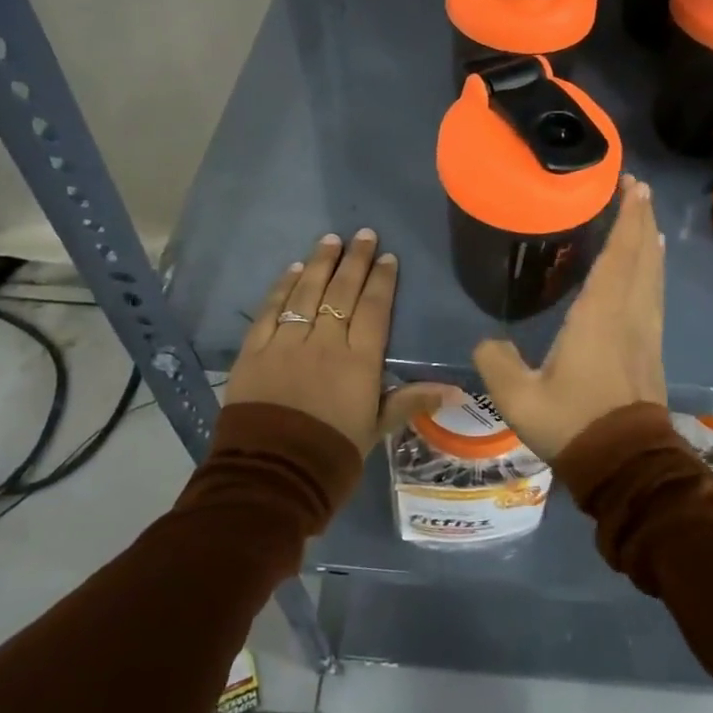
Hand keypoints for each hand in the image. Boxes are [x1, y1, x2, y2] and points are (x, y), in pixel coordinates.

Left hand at [227, 229, 461, 456]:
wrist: (271, 478)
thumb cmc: (332, 455)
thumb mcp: (376, 429)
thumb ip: (411, 401)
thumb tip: (457, 390)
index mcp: (359, 362)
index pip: (373, 309)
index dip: (381, 281)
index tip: (387, 257)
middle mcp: (325, 343)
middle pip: (341, 292)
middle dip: (354, 260)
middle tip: (362, 234)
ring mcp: (287, 344)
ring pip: (306, 293)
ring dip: (319, 264)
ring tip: (329, 239)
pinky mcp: (255, 352)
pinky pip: (270, 311)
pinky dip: (282, 288)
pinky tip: (293, 270)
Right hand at [473, 178, 666, 461]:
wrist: (626, 465)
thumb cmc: (574, 423)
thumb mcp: (520, 397)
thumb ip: (496, 362)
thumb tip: (486, 342)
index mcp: (601, 314)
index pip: (619, 254)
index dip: (627, 218)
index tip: (633, 186)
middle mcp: (630, 313)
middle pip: (642, 256)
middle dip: (642, 219)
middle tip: (639, 189)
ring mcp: (646, 331)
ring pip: (653, 274)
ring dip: (650, 243)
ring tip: (646, 220)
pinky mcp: (652, 349)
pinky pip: (654, 294)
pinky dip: (652, 270)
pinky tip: (649, 270)